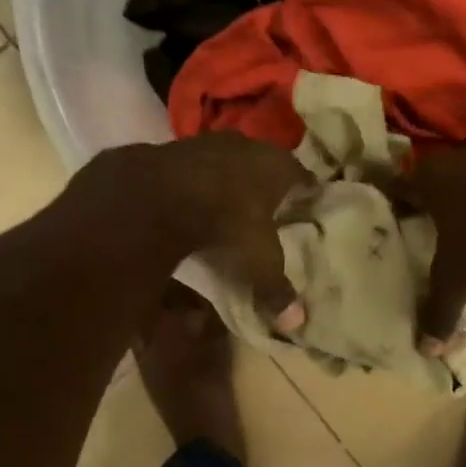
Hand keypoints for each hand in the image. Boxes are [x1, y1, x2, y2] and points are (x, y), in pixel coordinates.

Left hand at [82, 135, 312, 332]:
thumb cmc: (225, 222)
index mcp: (277, 167)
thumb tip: (296, 324)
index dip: (307, 194)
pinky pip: (191, 165)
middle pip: (265, 163)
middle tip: (270, 204)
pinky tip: (189, 197)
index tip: (309, 206)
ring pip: (228, 159)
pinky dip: (194, 180)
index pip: (303, 178)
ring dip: (229, 177)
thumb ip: (275, 287)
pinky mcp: (171, 147)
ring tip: (229, 201)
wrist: (156, 194)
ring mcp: (207, 142)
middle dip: (267, 182)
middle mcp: (247, 146)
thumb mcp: (257, 260)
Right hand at [387, 144, 465, 350]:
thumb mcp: (458, 279)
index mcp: (428, 180)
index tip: (393, 215)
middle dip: (432, 195)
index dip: (395, 202)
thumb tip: (427, 350)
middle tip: (429, 217)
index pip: (399, 186)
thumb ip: (439, 312)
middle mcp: (456, 157)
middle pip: (435, 175)